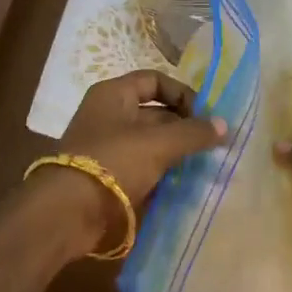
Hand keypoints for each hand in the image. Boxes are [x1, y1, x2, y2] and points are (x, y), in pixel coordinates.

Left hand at [58, 70, 226, 205]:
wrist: (68, 211)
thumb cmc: (113, 162)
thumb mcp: (158, 143)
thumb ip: (193, 133)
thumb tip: (224, 125)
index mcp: (113, 94)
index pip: (154, 80)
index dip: (182, 94)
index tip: (205, 116)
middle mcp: (108, 114)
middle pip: (154, 112)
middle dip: (183, 126)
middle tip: (211, 145)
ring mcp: (106, 145)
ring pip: (149, 141)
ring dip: (174, 151)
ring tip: (203, 165)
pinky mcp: (107, 175)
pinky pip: (141, 166)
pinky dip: (161, 171)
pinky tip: (183, 183)